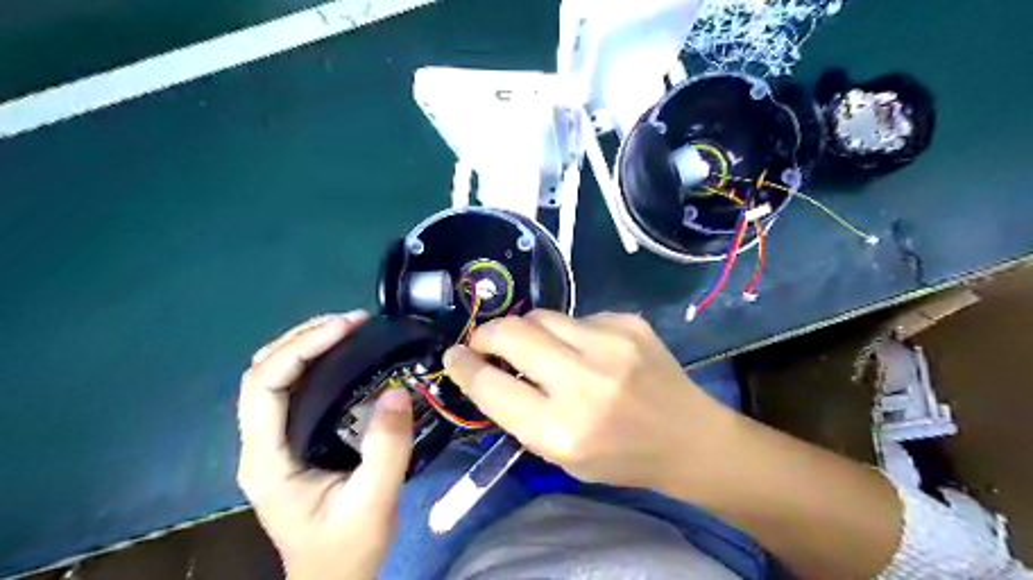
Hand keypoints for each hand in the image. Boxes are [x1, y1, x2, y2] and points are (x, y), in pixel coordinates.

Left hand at [239, 312, 410, 579]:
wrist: (334, 579)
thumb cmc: (347, 549)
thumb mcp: (374, 503)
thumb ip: (386, 449)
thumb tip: (396, 390)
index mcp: (268, 458)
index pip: (264, 385)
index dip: (301, 347)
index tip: (347, 328)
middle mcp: (261, 443)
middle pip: (263, 371)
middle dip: (304, 337)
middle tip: (353, 322)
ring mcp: (275, 440)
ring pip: (274, 375)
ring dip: (308, 344)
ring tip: (350, 329)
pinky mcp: (293, 439)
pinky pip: (294, 387)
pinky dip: (316, 361)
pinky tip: (345, 355)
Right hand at [443, 310, 733, 490]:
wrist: (688, 437)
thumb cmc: (620, 457)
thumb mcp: (560, 455)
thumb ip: (520, 414)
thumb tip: (486, 370)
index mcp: (562, 429)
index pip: (491, 386)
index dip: (464, 367)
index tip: (454, 356)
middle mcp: (584, 382)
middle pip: (511, 334)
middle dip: (486, 334)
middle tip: (484, 342)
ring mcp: (611, 345)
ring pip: (541, 316)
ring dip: (526, 330)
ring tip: (536, 348)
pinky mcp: (628, 323)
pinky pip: (577, 317)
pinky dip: (568, 332)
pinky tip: (586, 351)